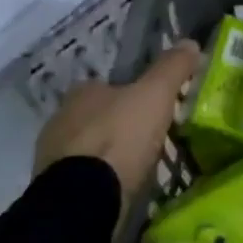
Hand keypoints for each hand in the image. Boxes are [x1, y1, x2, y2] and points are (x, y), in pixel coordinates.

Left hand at [35, 41, 200, 200]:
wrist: (84, 200)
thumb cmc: (120, 137)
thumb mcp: (155, 94)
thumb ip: (172, 67)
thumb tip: (190, 43)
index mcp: (80, 93)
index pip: (106, 86)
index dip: (131, 93)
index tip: (153, 106)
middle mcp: (59, 121)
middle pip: (97, 117)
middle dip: (120, 125)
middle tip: (150, 138)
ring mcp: (52, 158)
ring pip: (88, 149)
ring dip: (109, 155)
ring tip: (139, 167)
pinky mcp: (54, 191)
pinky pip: (83, 178)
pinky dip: (100, 180)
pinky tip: (121, 188)